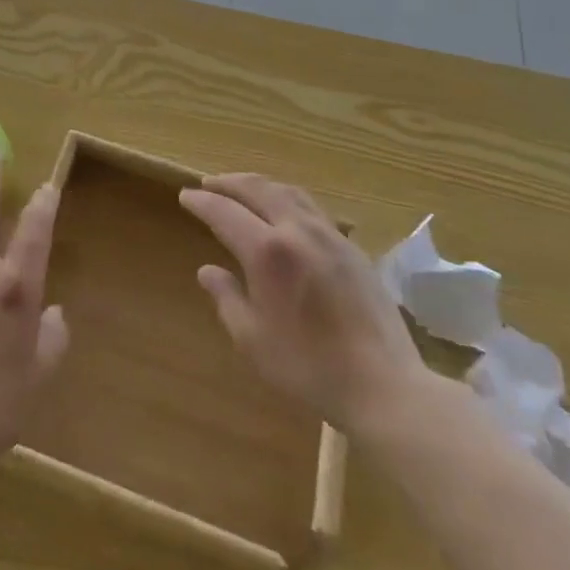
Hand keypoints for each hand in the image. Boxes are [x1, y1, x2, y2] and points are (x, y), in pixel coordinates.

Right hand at [179, 172, 430, 438]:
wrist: (384, 386)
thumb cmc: (309, 368)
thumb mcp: (253, 340)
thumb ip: (227, 298)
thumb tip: (207, 271)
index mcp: (267, 252)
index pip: (224, 212)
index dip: (202, 202)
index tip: (185, 196)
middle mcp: (297, 231)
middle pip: (258, 189)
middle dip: (228, 183)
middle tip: (208, 183)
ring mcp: (329, 236)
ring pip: (288, 192)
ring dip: (259, 184)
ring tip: (243, 187)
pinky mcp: (352, 248)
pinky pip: (311, 207)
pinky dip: (286, 197)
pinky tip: (284, 211)